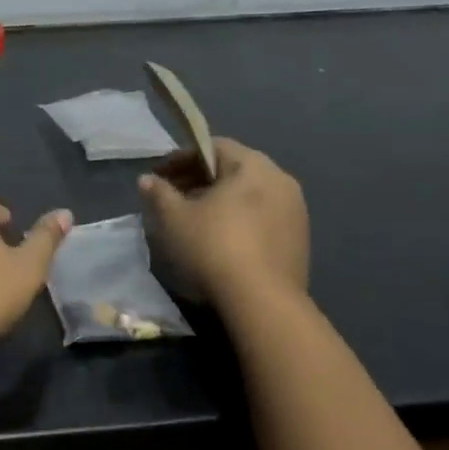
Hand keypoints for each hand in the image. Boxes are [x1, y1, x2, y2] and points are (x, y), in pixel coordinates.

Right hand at [139, 137, 308, 306]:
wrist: (263, 302)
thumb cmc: (214, 247)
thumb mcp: (173, 218)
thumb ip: (159, 193)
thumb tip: (147, 180)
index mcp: (253, 166)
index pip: (213, 146)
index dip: (181, 158)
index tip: (159, 176)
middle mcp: (281, 180)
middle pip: (234, 169)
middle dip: (200, 179)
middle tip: (173, 197)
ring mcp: (295, 211)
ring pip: (250, 195)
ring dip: (220, 201)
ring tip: (195, 221)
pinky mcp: (300, 240)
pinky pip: (263, 217)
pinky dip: (240, 219)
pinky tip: (221, 241)